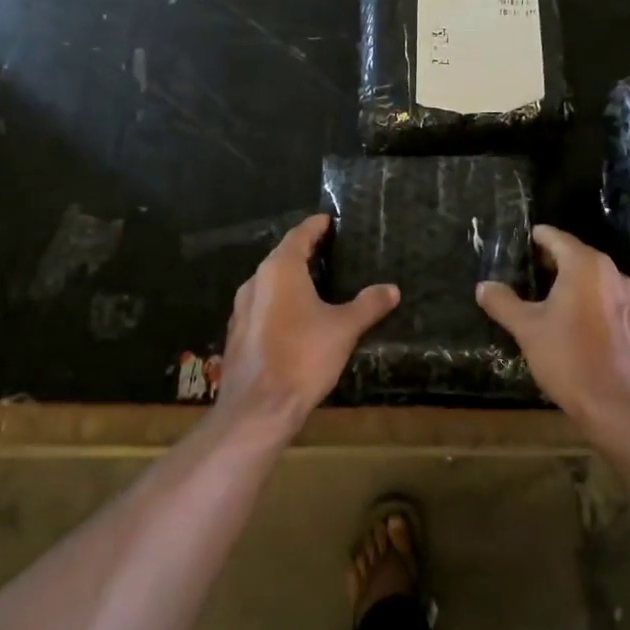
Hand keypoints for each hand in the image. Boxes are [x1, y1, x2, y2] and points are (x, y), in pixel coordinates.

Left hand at [216, 214, 398, 429]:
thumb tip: (392, 289)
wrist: (258, 408)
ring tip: (317, 283)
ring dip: (291, 279)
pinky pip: (262, 306)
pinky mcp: (238, 333)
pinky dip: (280, 302)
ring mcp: (242, 309)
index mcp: (280, 270)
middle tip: (330, 251)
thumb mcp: (344, 328)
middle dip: (305, 252)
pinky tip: (297, 318)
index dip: (316, 227)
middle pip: (282, 257)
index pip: (299, 236)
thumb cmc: (303, 357)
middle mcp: (256, 282)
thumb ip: (368, 305)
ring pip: (270, 283)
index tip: (330, 221)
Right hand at [477, 226, 629, 423]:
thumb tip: (483, 286)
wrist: (620, 406)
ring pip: (595, 278)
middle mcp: (612, 273)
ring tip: (547, 294)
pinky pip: (607, 298)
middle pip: (578, 255)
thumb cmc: (569, 359)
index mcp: (586, 266)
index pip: (557, 238)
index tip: (523, 239)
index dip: (538, 237)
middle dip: (554, 259)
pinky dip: (588, 300)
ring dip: (572, 281)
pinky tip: (573, 320)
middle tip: (528, 268)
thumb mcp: (527, 330)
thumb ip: (503, 303)